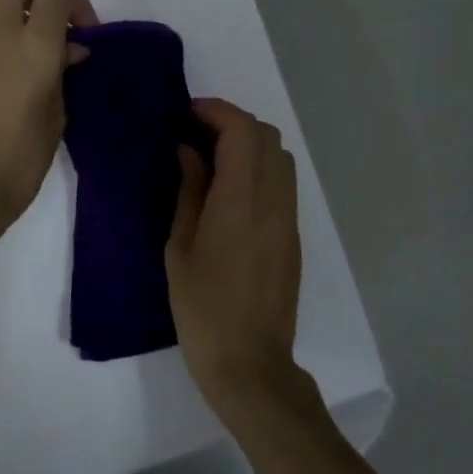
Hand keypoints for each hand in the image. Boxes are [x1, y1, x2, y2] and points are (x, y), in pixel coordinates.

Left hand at [0, 0, 97, 259]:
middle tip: (55, 25)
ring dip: (14, 6)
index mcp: (34, 45)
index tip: (84, 34)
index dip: (76, 3)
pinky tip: (13, 63)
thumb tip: (69, 51)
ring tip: (33, 43)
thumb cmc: (20, 159)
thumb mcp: (56, 116)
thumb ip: (63, 73)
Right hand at [166, 98, 307, 421]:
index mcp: (241, 201)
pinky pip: (282, 182)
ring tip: (212, 158)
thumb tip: (188, 150)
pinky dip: (259, 167)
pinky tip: (230, 188)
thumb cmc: (202, 307)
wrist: (249, 362)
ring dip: (248, 144)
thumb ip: (189, 190)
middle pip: (266, 136)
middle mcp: (273, 200)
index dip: (216, 111)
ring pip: (279, 156)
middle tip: (195, 134)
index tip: (186, 113)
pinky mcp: (292, 235)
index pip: (242, 131)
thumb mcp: (180, 246)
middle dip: (231, 123)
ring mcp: (288, 217)